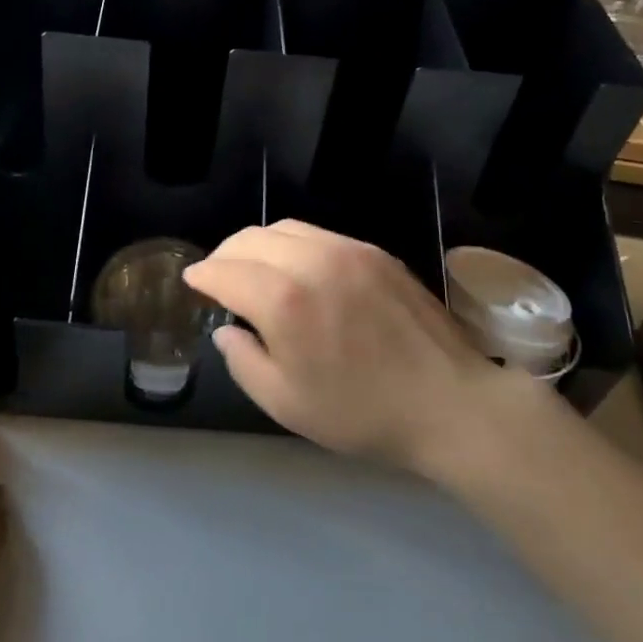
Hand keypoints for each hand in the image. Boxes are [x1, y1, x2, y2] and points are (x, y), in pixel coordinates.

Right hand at [183, 221, 521, 469]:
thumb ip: (244, 361)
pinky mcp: (374, 251)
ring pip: (284, 228)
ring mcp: (347, 250)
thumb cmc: (362, 413)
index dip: (202, 276)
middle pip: (249, 239)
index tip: (193, 283)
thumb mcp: (286, 404)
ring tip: (254, 268)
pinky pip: (318, 234)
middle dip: (225, 255)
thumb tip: (228, 330)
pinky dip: (292, 244)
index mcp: (284, 301)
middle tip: (218, 277)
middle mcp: (311, 262)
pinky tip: (297, 268)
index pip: (225, 271)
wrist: (449, 403)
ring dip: (257, 244)